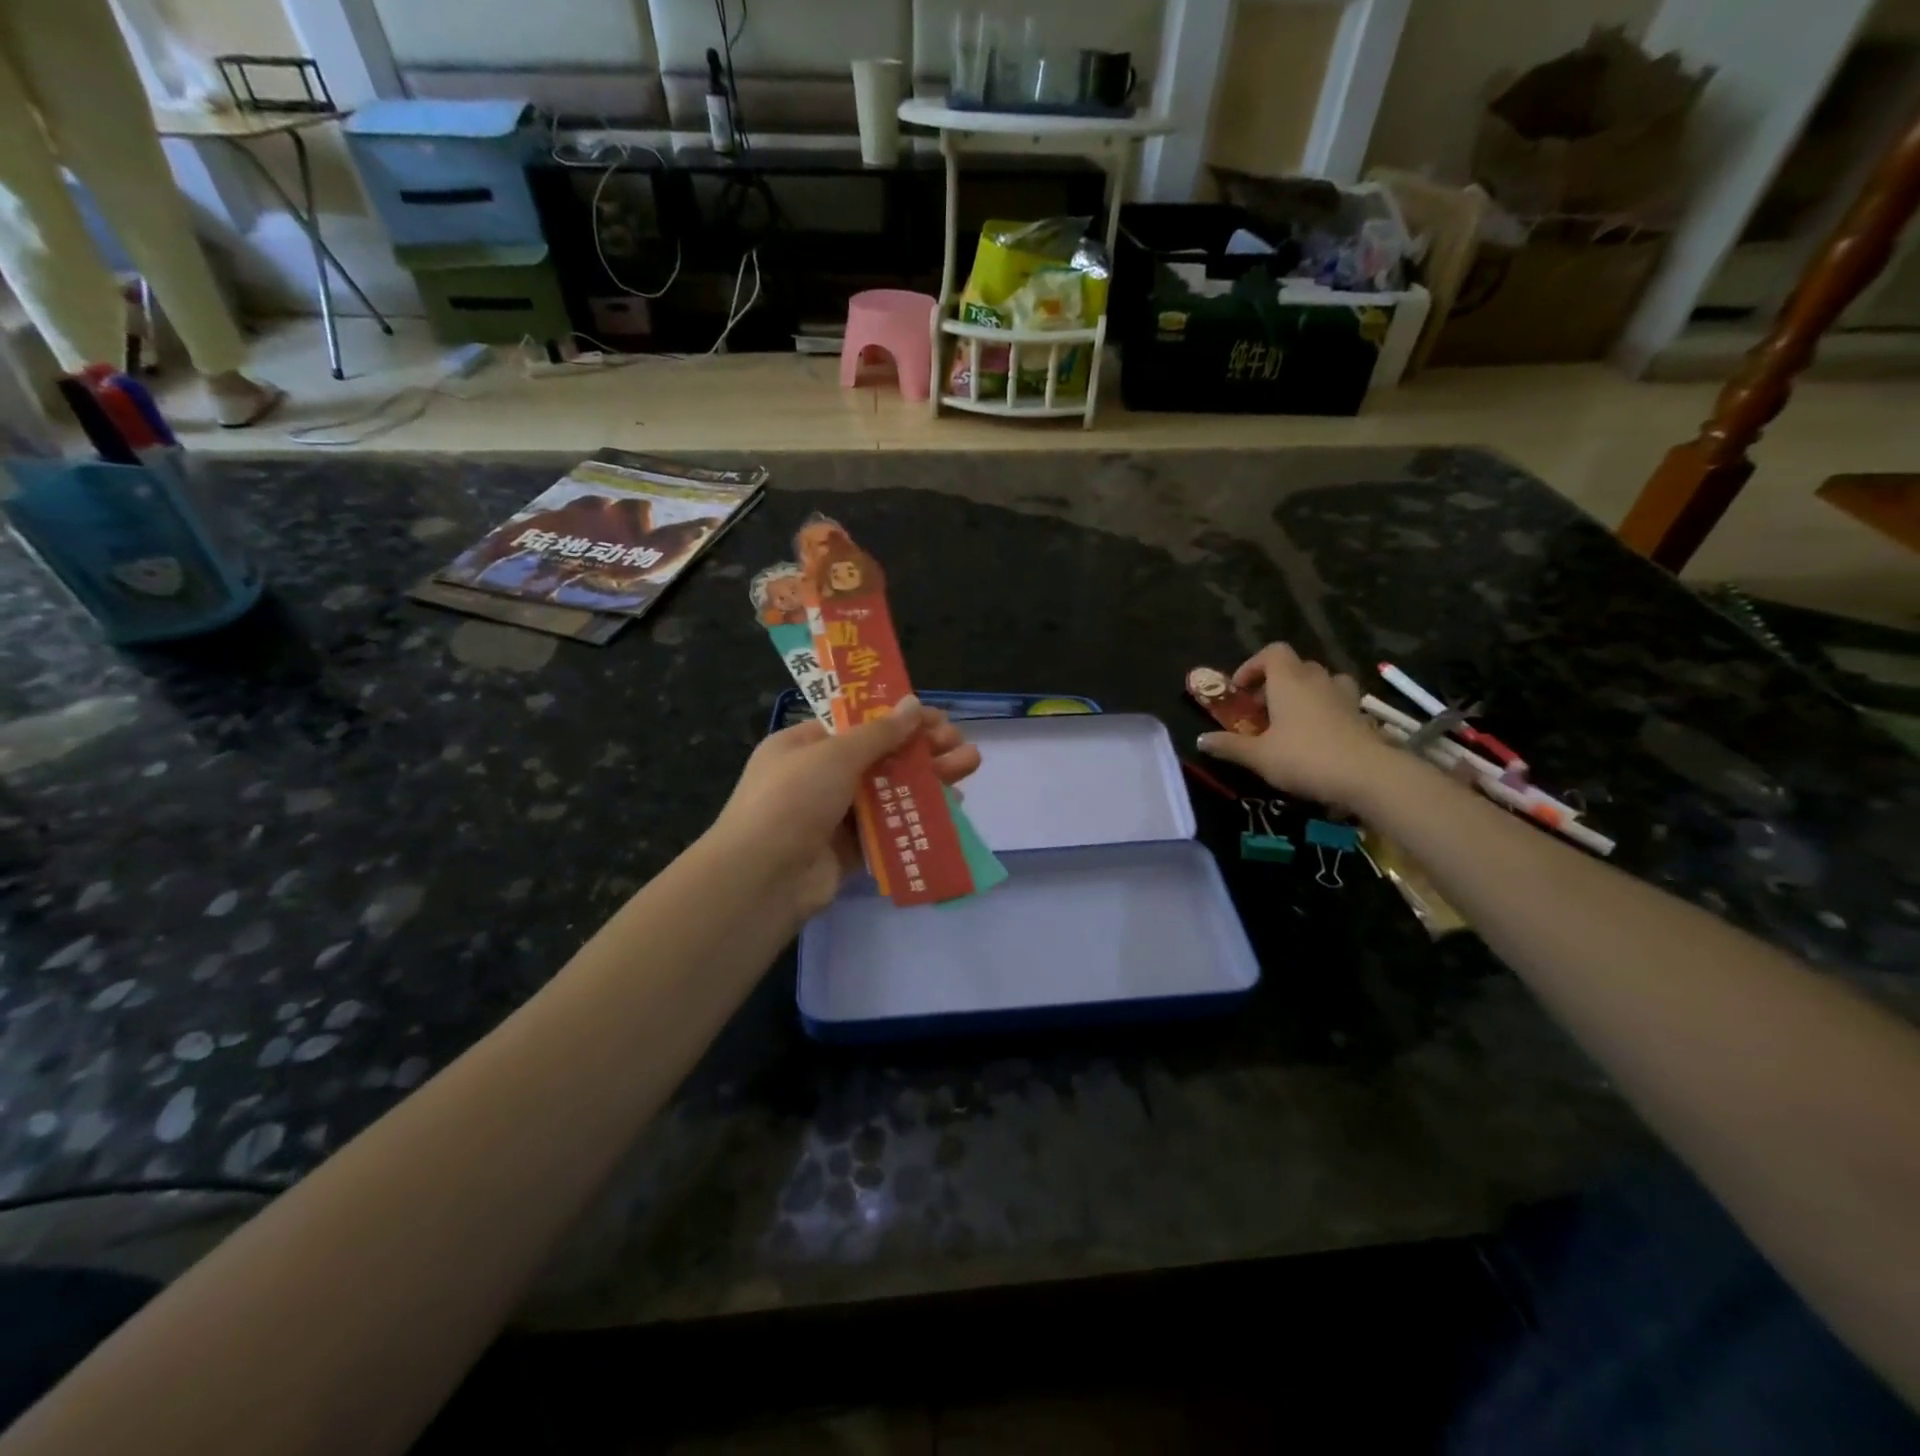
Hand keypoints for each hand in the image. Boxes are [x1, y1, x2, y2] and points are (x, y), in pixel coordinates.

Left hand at [709, 697, 982, 920]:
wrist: (763, 877)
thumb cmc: (793, 799)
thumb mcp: (834, 755)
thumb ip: (879, 733)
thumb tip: (913, 704)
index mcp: (804, 745)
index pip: (857, 724)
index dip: (897, 718)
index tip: (935, 717)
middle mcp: (819, 776)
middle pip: (880, 756)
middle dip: (922, 747)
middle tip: (959, 742)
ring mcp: (835, 814)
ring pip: (890, 790)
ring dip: (929, 777)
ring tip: (970, 764)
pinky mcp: (852, 848)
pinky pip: (891, 825)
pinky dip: (919, 814)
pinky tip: (953, 805)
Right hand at [1195, 643, 1388, 802]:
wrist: (1369, 775)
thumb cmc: (1305, 757)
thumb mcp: (1258, 756)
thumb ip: (1229, 745)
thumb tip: (1201, 739)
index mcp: (1289, 681)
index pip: (1273, 652)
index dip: (1253, 665)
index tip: (1240, 690)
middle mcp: (1318, 680)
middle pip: (1297, 666)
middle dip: (1277, 682)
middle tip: (1262, 709)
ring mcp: (1345, 697)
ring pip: (1323, 682)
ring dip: (1306, 693)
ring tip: (1293, 719)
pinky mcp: (1363, 717)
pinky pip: (1340, 703)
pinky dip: (1326, 712)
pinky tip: (1319, 738)